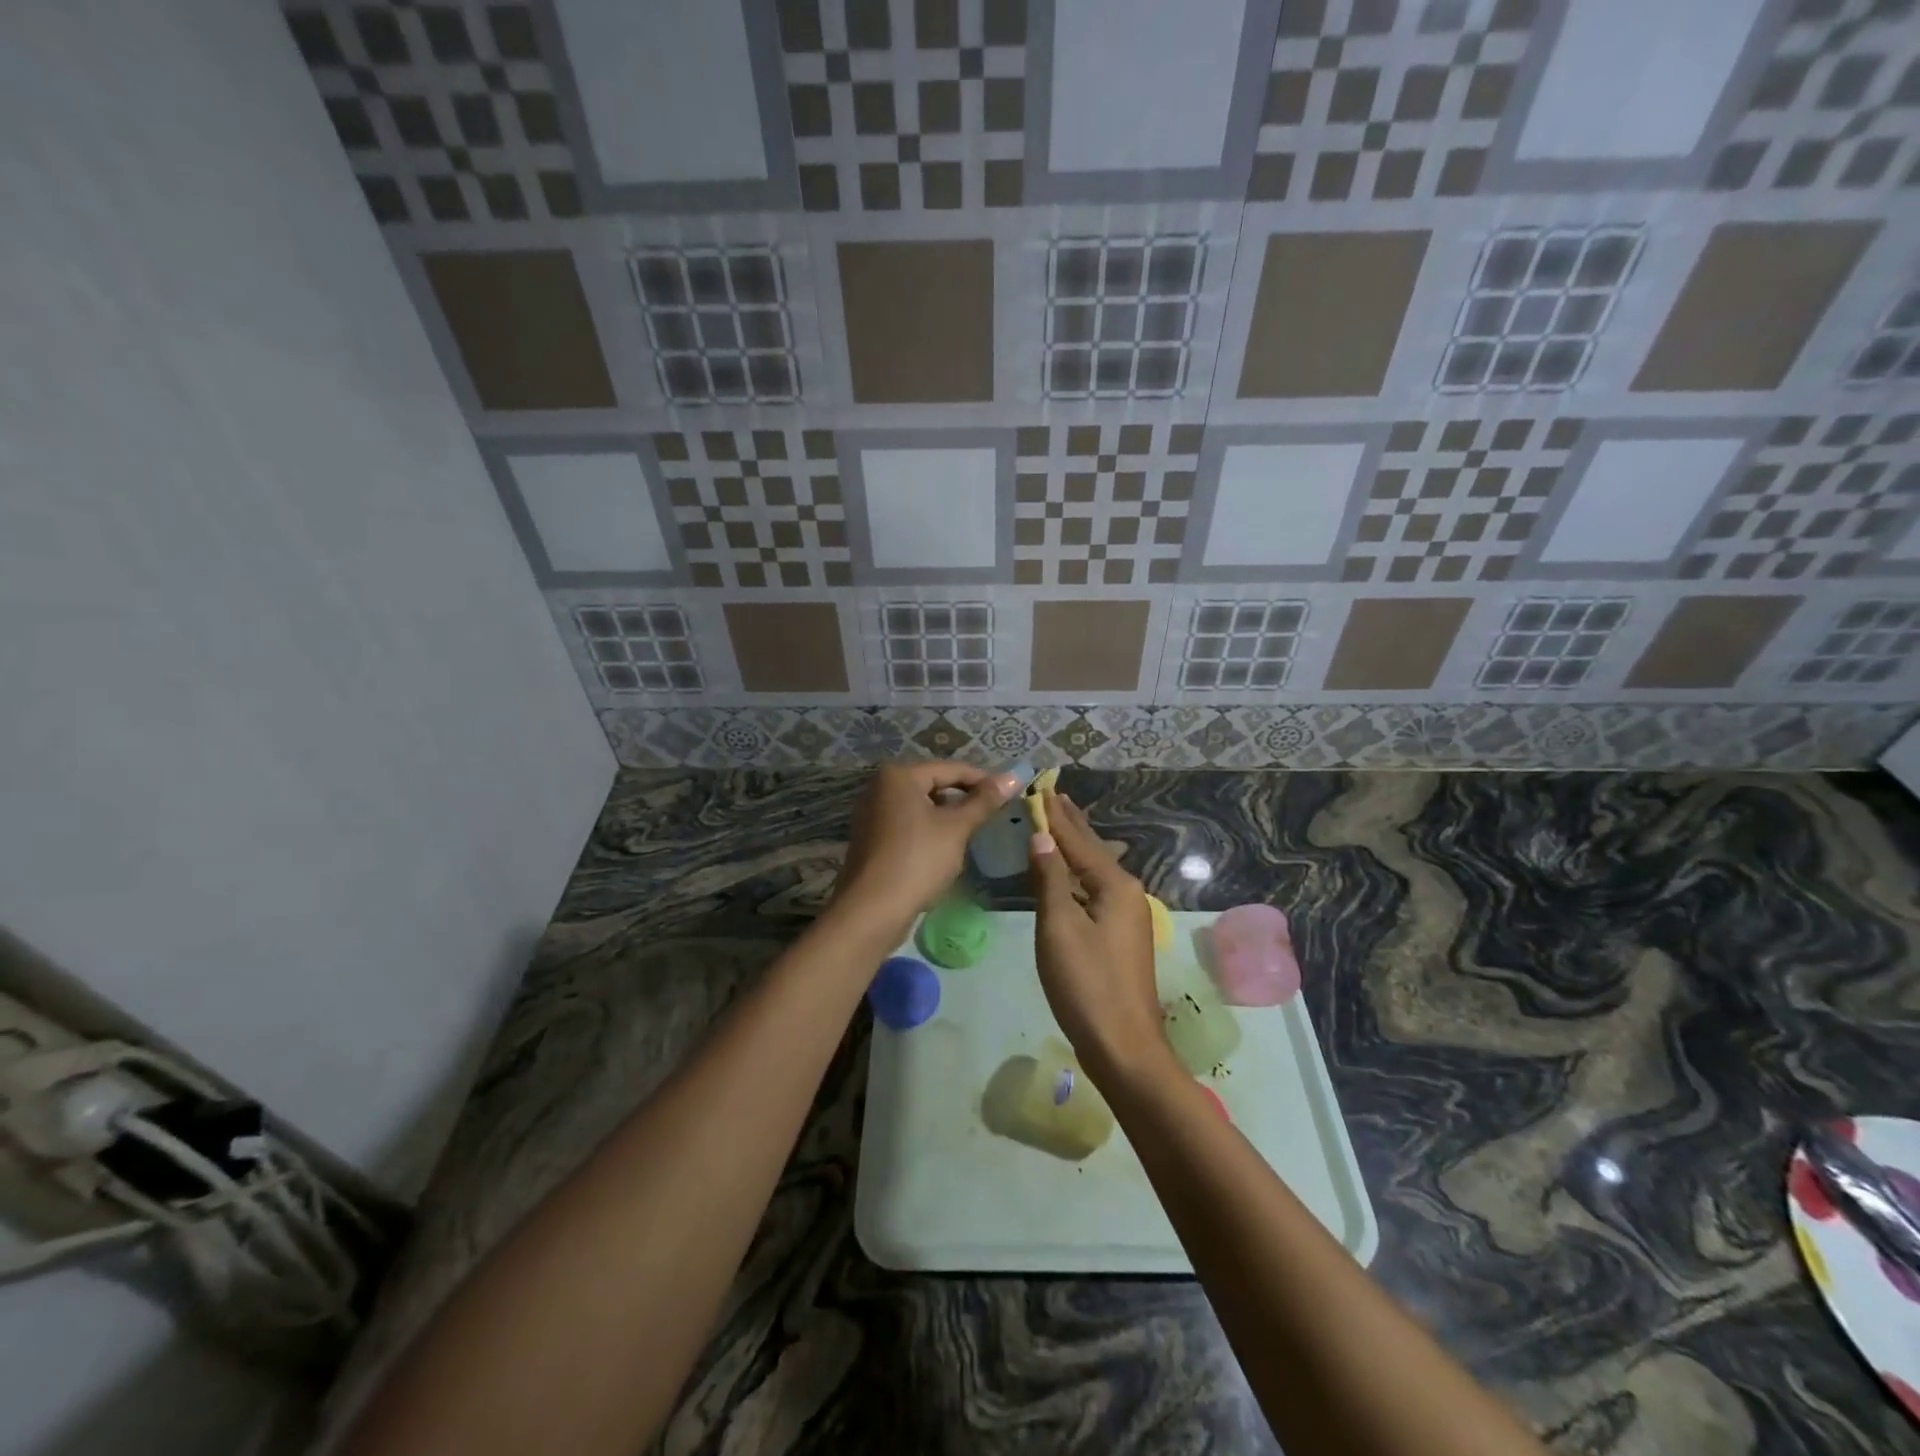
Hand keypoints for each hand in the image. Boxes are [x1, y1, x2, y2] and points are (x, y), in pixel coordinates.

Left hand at [833, 761, 1015, 939]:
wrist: (872, 910)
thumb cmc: (917, 860)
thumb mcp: (956, 828)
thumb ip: (984, 801)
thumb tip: (1013, 777)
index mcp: (899, 776)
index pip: (952, 769)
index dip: (984, 780)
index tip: (1010, 794)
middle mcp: (881, 787)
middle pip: (934, 785)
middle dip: (964, 799)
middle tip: (994, 814)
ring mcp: (873, 813)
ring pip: (922, 806)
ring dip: (948, 817)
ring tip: (973, 832)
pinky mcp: (872, 838)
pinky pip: (908, 824)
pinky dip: (929, 830)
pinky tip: (946, 849)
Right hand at [1028, 792, 1174, 1086]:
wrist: (1123, 1046)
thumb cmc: (1086, 984)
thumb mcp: (1059, 927)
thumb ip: (1050, 879)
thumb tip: (1042, 837)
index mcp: (1115, 885)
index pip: (1078, 840)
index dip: (1056, 816)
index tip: (1042, 789)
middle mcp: (1127, 893)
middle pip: (1093, 850)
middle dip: (1071, 825)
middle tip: (1054, 796)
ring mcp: (1127, 916)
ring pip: (1095, 871)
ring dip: (1076, 847)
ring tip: (1060, 825)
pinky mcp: (1120, 937)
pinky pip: (1095, 890)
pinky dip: (1078, 874)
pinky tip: (1070, 874)